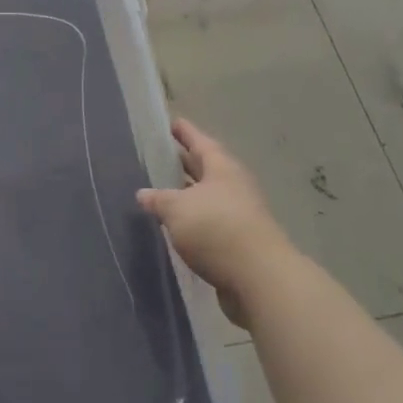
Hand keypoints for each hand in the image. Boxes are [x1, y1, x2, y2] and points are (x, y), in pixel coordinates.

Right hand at [137, 119, 288, 326]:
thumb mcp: (177, 209)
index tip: (172, 123)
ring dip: (189, 194)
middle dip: (185, 163)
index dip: (185, 132)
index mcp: (222, 167)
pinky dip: (195, 220)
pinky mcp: (240, 241)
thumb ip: (158, 199)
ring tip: (164, 191)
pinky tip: (178, 225)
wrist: (259, 278)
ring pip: (208, 196)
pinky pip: (211, 222)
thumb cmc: (216, 229)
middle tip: (163, 156)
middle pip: (206, 168)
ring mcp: (240, 214)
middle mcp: (233, 185)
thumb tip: (142, 194)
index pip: (200, 142)